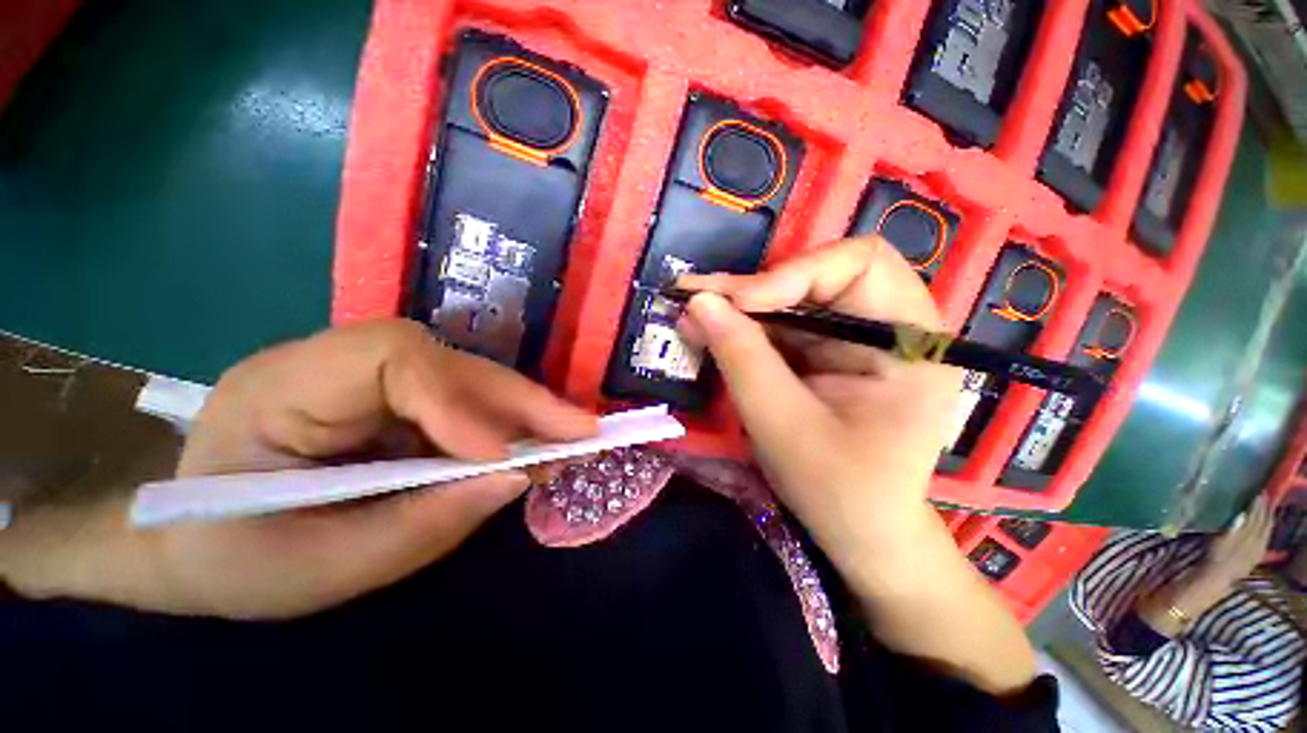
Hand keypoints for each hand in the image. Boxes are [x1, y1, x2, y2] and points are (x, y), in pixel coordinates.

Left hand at [0, 320, 595, 618]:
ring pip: (467, 378)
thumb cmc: (232, 563)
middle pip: (447, 362)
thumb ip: (419, 525)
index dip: (457, 401)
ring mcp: (370, 377)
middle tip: (581, 431)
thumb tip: (515, 479)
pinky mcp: (397, 398)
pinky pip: (465, 401)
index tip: (500, 458)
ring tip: (571, 439)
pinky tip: (536, 445)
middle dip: (519, 400)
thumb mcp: (317, 570)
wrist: (195, 548)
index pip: (389, 359)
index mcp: (280, 387)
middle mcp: (333, 363)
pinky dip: (508, 425)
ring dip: (524, 411)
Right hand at [680, 238, 1035, 693]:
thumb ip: (743, 359)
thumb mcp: (785, 427)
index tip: (737, 303)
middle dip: (754, 289)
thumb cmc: (840, 492)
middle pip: (818, 275)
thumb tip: (699, 302)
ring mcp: (853, 339)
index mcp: (910, 341)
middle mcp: (888, 327)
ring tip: (692, 315)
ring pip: (791, 299)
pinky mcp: (826, 354)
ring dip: (739, 308)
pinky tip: (710, 334)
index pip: (860, 264)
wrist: (861, 534)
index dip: (794, 273)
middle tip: (696, 297)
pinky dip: (743, 329)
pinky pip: (781, 326)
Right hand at [1197, 494, 1272, 586]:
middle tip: (1264, 495)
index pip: (1258, 517)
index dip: (1259, 504)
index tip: (1259, 491)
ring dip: (1266, 518)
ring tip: (1264, 507)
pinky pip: (1263, 539)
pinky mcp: (1254, 556)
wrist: (1213, 580)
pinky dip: (1263, 529)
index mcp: (1250, 537)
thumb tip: (1241, 514)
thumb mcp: (1220, 543)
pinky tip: (1261, 527)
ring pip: (1265, 531)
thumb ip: (1233, 529)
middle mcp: (1258, 542)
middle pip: (1265, 523)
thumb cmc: (1214, 558)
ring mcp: (1257, 550)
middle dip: (1265, 510)